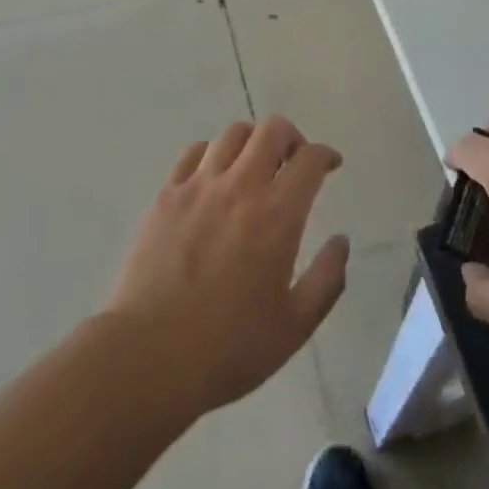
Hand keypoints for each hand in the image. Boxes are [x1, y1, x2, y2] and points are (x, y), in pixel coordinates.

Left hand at [106, 117, 349, 416]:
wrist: (147, 358)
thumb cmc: (227, 349)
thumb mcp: (294, 326)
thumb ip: (327, 279)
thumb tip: (341, 241)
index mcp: (278, 215)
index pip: (310, 159)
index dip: (326, 155)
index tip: (330, 166)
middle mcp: (241, 187)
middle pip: (272, 130)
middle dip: (292, 137)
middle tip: (293, 162)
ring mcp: (199, 186)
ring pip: (233, 134)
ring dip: (253, 142)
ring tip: (254, 167)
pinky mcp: (167, 196)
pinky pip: (195, 152)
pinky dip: (213, 154)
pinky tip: (214, 177)